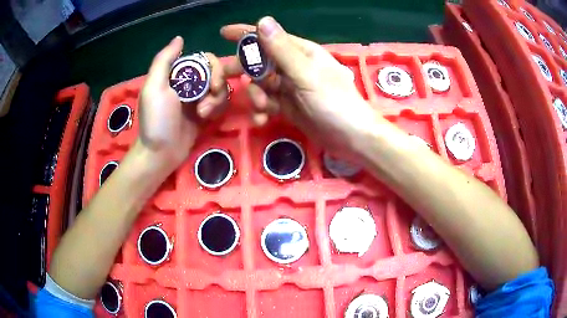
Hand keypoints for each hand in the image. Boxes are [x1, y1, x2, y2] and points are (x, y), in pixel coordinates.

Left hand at [137, 36, 231, 172]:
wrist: (160, 154)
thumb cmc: (156, 121)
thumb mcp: (154, 88)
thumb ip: (164, 60)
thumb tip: (180, 38)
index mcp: (177, 73)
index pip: (204, 59)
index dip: (214, 68)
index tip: (212, 83)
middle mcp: (189, 82)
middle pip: (216, 72)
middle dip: (217, 85)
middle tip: (209, 101)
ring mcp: (198, 98)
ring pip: (221, 88)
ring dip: (217, 100)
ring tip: (204, 114)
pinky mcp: (205, 113)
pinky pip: (220, 103)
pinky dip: (217, 108)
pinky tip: (206, 119)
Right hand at [221, 17, 380, 155]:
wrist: (350, 138)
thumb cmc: (334, 102)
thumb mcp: (306, 74)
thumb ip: (281, 49)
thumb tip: (262, 20)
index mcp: (300, 52)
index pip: (268, 37)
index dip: (245, 34)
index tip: (223, 33)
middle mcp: (293, 66)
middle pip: (260, 61)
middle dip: (244, 70)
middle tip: (225, 79)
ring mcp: (290, 87)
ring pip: (261, 85)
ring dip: (256, 96)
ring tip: (263, 108)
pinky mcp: (289, 106)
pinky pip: (268, 102)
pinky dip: (262, 110)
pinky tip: (262, 119)